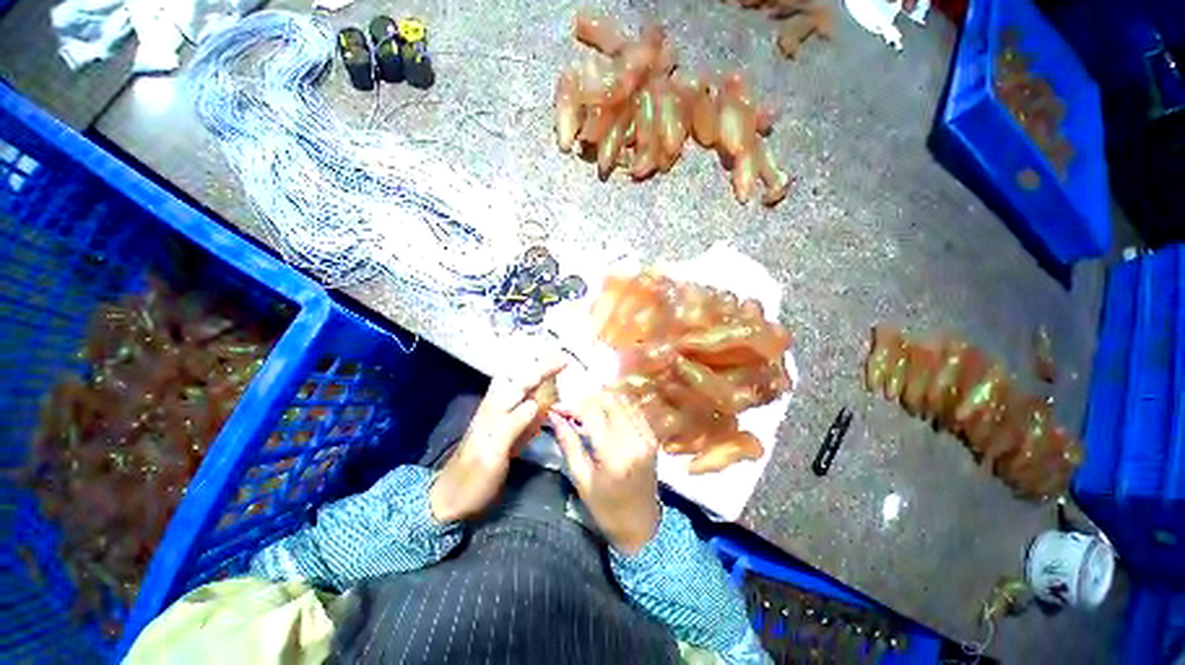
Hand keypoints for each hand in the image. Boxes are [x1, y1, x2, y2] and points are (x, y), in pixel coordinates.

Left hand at [429, 358, 564, 522]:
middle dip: (537, 364)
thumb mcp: (493, 453)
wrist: (453, 499)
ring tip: (552, 370)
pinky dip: (530, 393)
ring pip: (515, 386)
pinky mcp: (500, 428)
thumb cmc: (474, 479)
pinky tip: (539, 396)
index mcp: (494, 410)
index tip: (564, 362)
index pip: (522, 381)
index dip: (543, 369)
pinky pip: (517, 403)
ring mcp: (496, 417)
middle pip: (515, 376)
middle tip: (559, 361)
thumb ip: (513, 424)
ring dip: (533, 374)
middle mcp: (495, 407)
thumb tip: (534, 402)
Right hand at [550, 392, 661, 554]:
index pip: (592, 414)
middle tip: (570, 409)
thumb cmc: (606, 508)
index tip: (556, 408)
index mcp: (615, 456)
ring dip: (601, 400)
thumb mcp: (581, 479)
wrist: (641, 525)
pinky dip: (617, 407)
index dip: (571, 406)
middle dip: (586, 400)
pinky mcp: (653, 437)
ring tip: (585, 411)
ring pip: (622, 401)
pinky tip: (604, 415)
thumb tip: (554, 417)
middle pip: (609, 401)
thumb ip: (568, 443)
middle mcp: (635, 440)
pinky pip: (634, 410)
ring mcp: (647, 437)